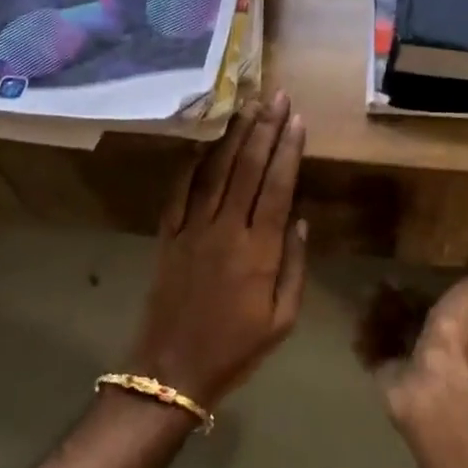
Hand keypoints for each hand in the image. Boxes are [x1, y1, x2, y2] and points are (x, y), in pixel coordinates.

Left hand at [128, 93, 308, 407]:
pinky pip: (180, 191)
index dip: (287, 150)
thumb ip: (294, 266)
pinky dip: (192, 164)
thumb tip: (299, 219)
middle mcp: (225, 229)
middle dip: (264, 129)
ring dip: (232, 137)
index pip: (276, 186)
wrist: (171, 369)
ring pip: (215, 172)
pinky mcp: (168, 235)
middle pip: (247, 168)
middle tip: (276, 97)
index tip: (296, 119)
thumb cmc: (236, 348)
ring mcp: (192, 229)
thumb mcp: (282, 319)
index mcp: (258, 250)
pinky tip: (204, 143)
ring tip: (246, 107)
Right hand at [364, 277, 467, 467]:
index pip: (436, 303)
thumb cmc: (457, 335)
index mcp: (458, 325)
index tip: (401, 271)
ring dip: (376, 312)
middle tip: (376, 282)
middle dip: (393, 299)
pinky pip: (371, 350)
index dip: (419, 288)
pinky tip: (358, 319)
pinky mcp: (384, 375)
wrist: (434, 382)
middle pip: (409, 317)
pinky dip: (364, 335)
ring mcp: (409, 362)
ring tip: (364, 295)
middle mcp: (435, 344)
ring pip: (388, 331)